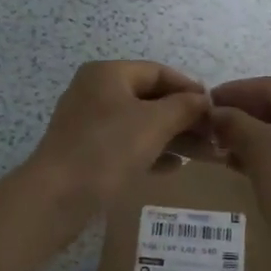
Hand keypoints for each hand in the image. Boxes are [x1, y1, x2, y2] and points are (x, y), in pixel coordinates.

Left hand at [28, 61, 212, 213]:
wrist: (56, 198)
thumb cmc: (108, 150)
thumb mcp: (154, 123)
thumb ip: (184, 107)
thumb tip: (203, 100)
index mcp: (108, 74)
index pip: (158, 72)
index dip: (189, 88)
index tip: (215, 109)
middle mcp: (96, 92)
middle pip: (150, 98)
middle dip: (184, 117)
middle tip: (213, 137)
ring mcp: (88, 123)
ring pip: (140, 123)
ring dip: (172, 137)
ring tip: (201, 155)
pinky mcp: (86, 152)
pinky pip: (126, 144)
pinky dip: (151, 151)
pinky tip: (173, 168)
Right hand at [209, 78, 270, 252]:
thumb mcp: (260, 148)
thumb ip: (235, 123)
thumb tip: (216, 113)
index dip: (235, 91)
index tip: (205, 100)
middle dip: (242, 116)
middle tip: (209, 126)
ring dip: (251, 138)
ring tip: (218, 146)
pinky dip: (266, 156)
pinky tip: (239, 165)